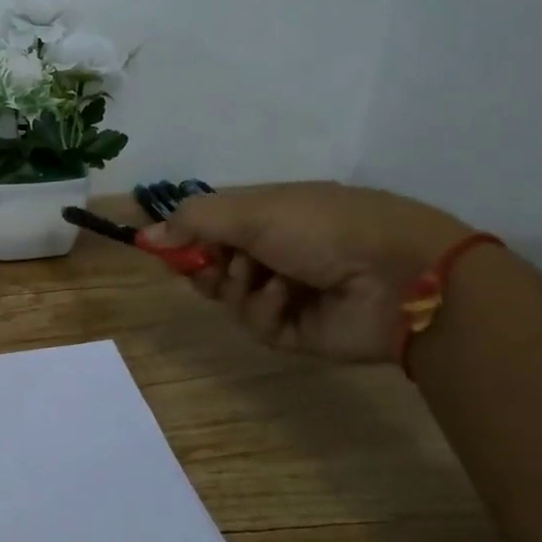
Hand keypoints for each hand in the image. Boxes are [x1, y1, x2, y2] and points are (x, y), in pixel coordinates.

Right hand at [145, 183, 469, 362]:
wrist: (397, 275)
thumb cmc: (321, 226)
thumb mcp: (250, 210)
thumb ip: (192, 221)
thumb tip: (144, 236)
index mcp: (266, 216)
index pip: (209, 228)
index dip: (185, 238)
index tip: (164, 248)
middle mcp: (272, 252)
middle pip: (213, 265)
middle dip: (207, 266)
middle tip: (214, 266)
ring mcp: (285, 292)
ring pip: (230, 298)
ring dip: (239, 287)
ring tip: (265, 279)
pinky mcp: (296, 330)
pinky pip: (257, 324)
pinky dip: (265, 309)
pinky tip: (288, 298)